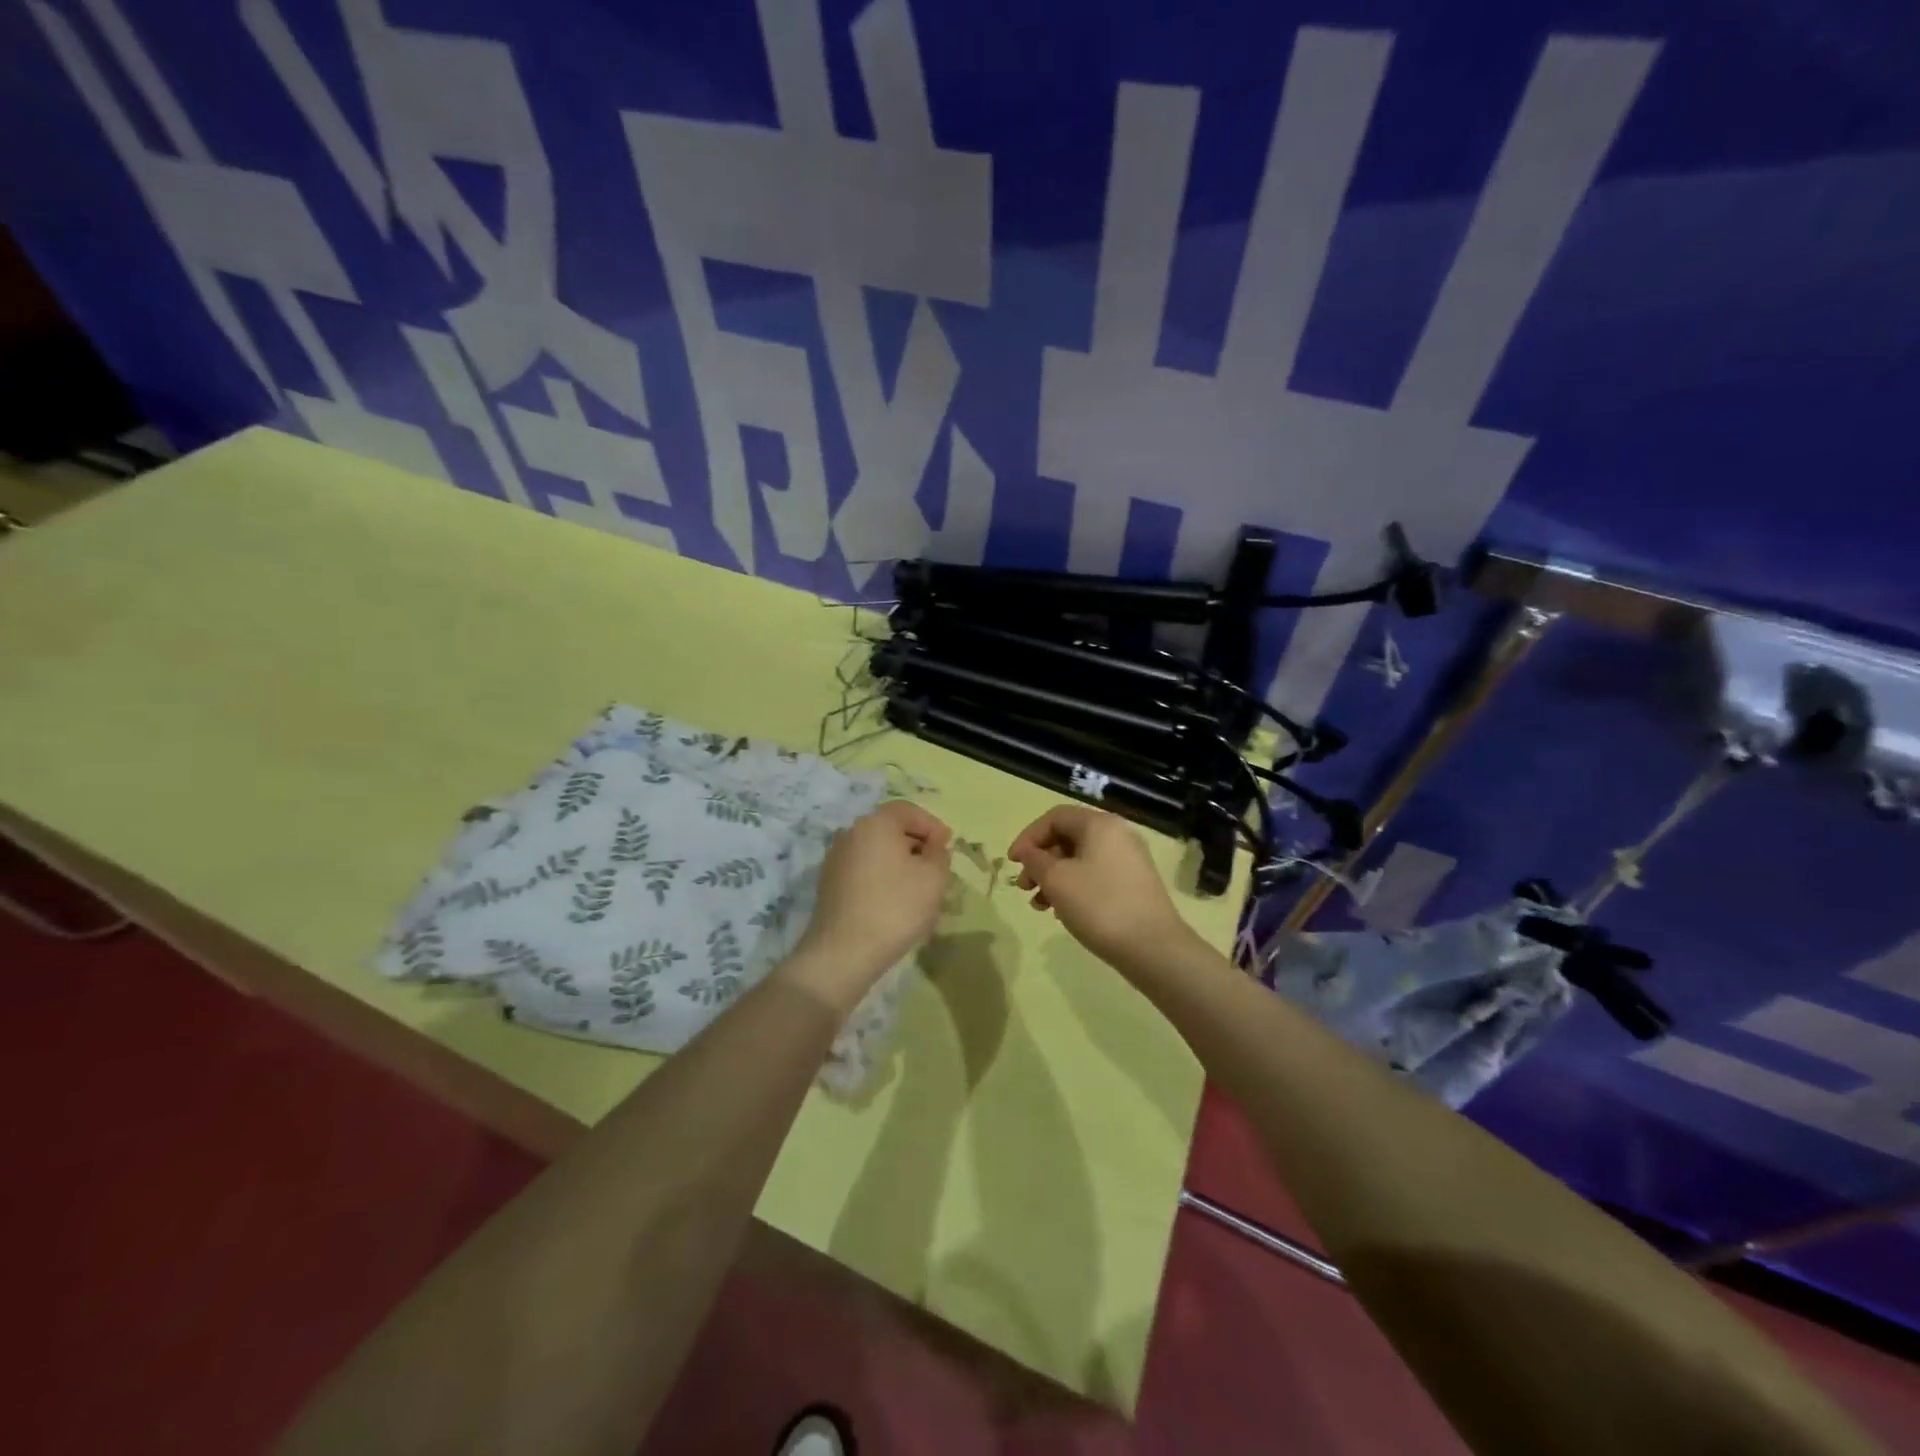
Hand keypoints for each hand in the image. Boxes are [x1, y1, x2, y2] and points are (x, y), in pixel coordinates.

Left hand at [791, 801, 952, 1001]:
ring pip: (878, 852)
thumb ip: (939, 854)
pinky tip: (895, 903)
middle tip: (937, 869)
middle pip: (891, 829)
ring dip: (900, 864)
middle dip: (917, 845)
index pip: (908, 810)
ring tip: (919, 890)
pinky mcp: (829, 884)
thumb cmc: (895, 907)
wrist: (843, 953)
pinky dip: (883, 878)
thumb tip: (931, 847)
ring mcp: (836, 859)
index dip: (932, 826)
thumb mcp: (934, 877)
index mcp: (875, 823)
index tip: (948, 847)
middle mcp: (851, 833)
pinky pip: (864, 870)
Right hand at [1007, 806, 1196, 973]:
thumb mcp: (1057, 880)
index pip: (1055, 817)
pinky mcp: (1134, 884)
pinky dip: (1074, 887)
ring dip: (1054, 877)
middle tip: (1024, 887)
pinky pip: (1095, 875)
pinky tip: (1062, 911)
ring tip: (1040, 905)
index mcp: (1100, 824)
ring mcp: (1129, 860)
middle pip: (1068, 837)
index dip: (1028, 837)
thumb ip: (1035, 860)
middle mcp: (1118, 835)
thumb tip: (1028, 852)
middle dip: (1040, 860)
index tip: (1013, 863)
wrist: (1153, 948)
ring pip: (1080, 859)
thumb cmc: (1099, 905)